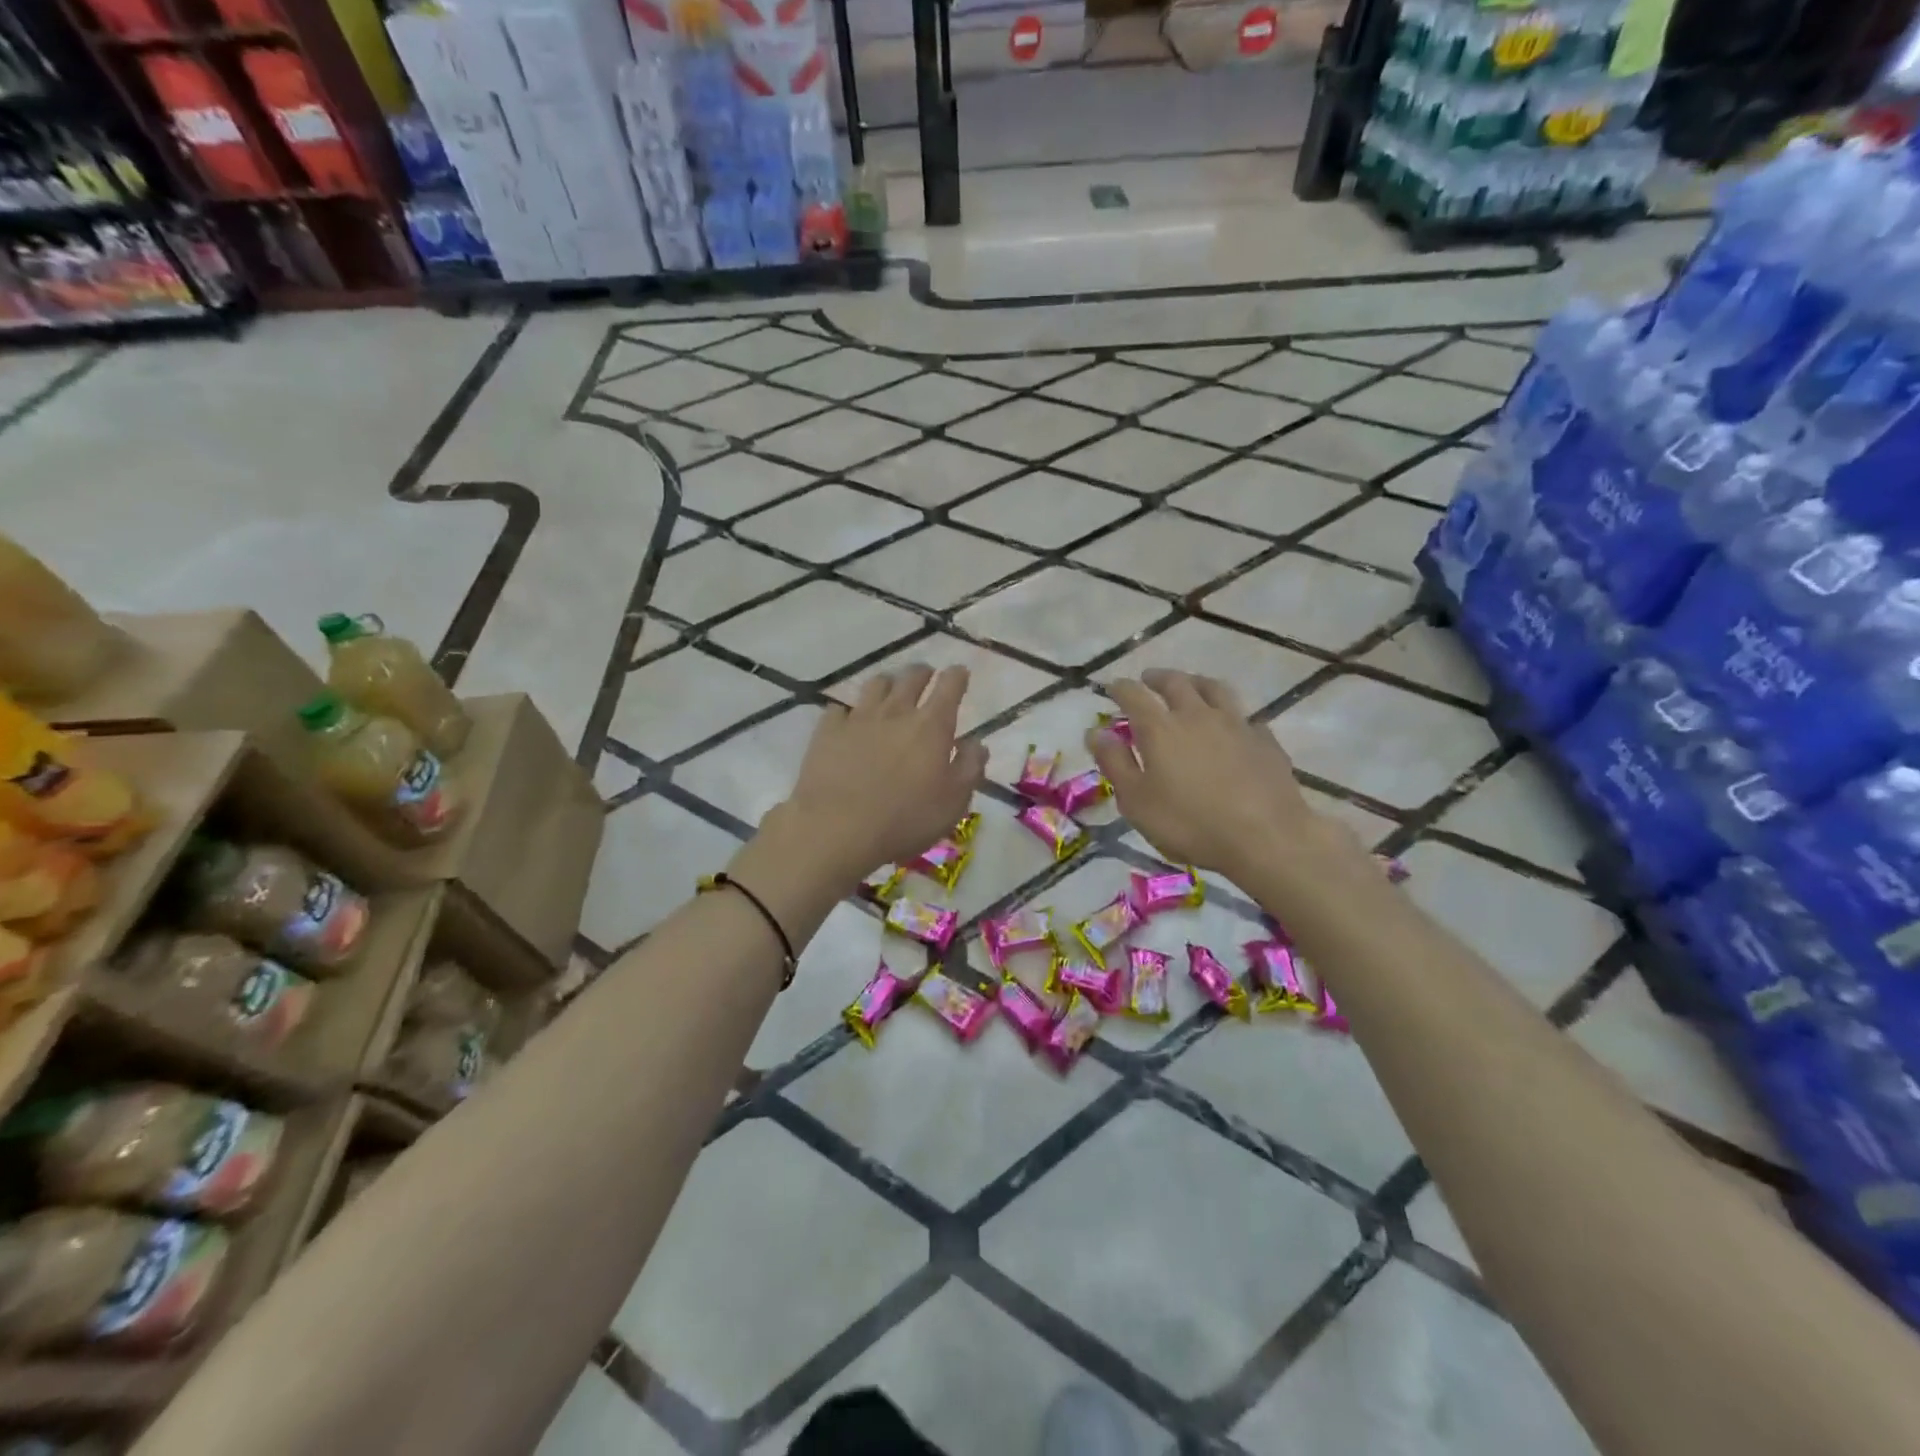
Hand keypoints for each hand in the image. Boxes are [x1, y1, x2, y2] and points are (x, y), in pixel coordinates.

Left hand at [783, 664, 986, 876]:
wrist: (836, 828)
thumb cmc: (905, 819)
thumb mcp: (953, 802)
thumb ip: (970, 768)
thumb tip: (976, 743)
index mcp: (931, 726)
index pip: (949, 687)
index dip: (957, 676)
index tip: (959, 672)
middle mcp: (896, 712)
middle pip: (911, 677)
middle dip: (922, 673)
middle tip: (926, 675)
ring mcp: (858, 718)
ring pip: (876, 685)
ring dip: (888, 683)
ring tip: (890, 689)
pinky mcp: (828, 731)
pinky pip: (839, 709)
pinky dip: (849, 711)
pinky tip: (848, 720)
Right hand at [1086, 670, 1328, 878]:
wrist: (1266, 837)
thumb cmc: (1190, 823)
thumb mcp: (1137, 802)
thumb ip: (1115, 763)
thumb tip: (1095, 732)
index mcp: (1160, 729)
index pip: (1134, 696)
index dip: (1120, 689)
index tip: (1112, 687)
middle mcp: (1197, 715)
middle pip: (1176, 683)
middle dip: (1158, 678)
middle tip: (1148, 679)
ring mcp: (1236, 724)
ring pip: (1214, 689)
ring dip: (1196, 682)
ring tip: (1190, 684)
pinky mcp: (1265, 740)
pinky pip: (1244, 716)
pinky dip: (1230, 714)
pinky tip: (1232, 724)